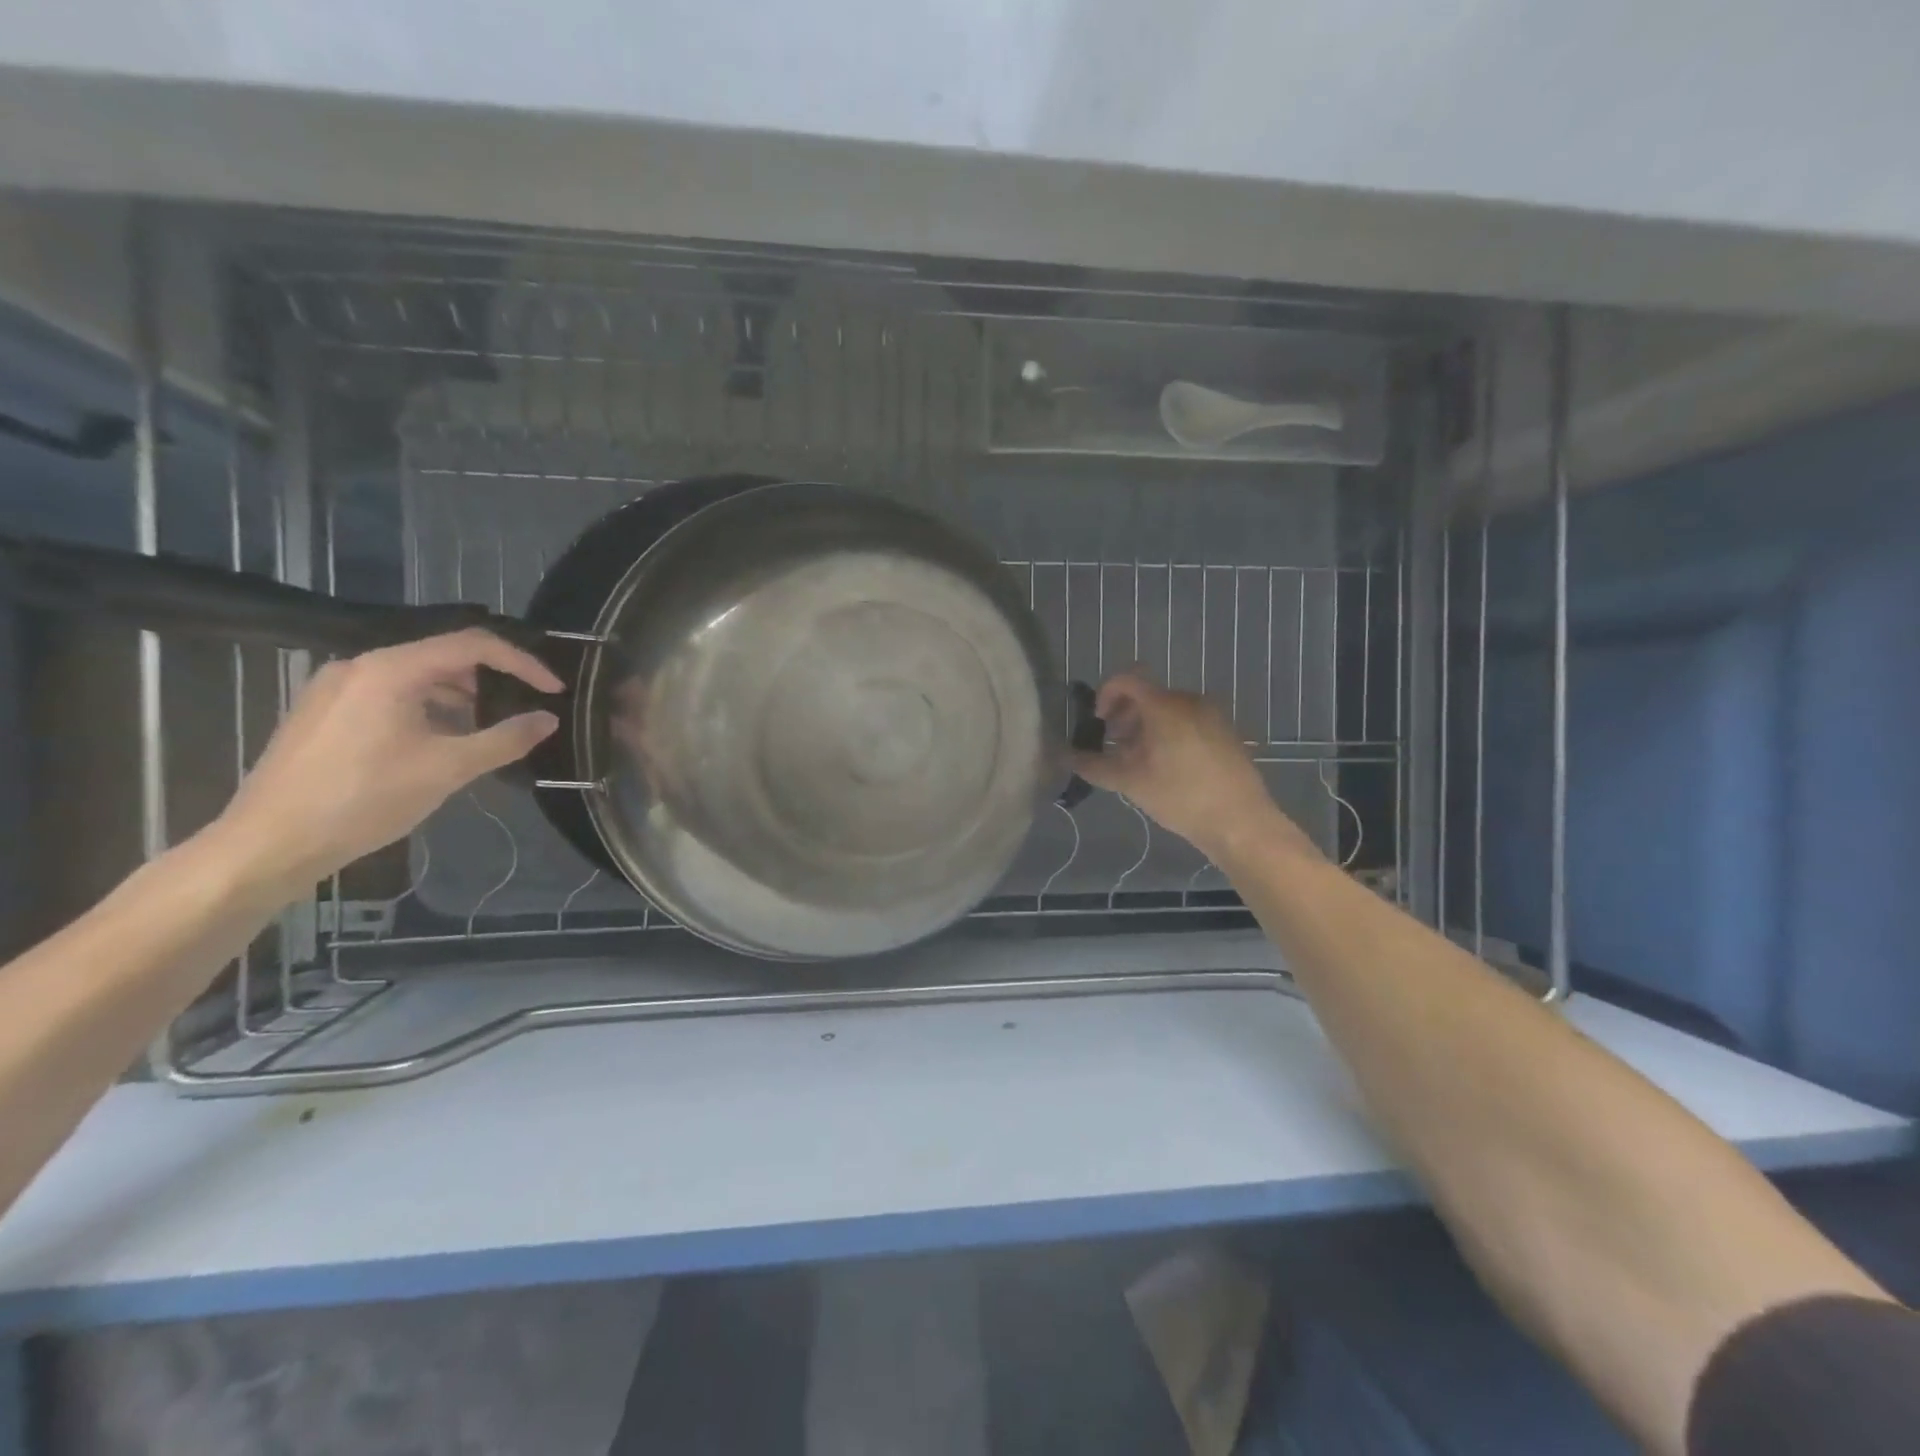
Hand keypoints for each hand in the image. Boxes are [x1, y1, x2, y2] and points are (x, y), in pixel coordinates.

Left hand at [216, 630, 561, 893]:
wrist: (270, 842)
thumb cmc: (365, 798)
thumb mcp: (448, 769)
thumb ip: (505, 740)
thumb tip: (548, 720)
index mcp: (391, 670)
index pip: (473, 644)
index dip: (521, 663)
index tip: (552, 690)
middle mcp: (361, 666)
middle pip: (443, 656)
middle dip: (491, 681)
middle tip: (522, 711)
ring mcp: (336, 688)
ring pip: (416, 677)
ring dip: (460, 698)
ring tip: (485, 732)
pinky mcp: (324, 712)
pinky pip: (390, 694)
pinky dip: (427, 709)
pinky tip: (439, 744)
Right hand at [1072, 671, 1315, 862]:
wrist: (1241, 822)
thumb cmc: (1180, 796)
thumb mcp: (1130, 782)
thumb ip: (1094, 766)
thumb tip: (1065, 757)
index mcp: (1165, 705)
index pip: (1127, 680)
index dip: (1105, 695)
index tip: (1099, 723)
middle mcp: (1190, 700)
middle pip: (1148, 696)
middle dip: (1125, 717)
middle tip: (1115, 747)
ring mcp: (1213, 715)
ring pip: (1168, 710)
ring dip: (1147, 728)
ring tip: (1140, 762)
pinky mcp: (1226, 732)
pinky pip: (1189, 721)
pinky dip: (1170, 734)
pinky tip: (1168, 768)